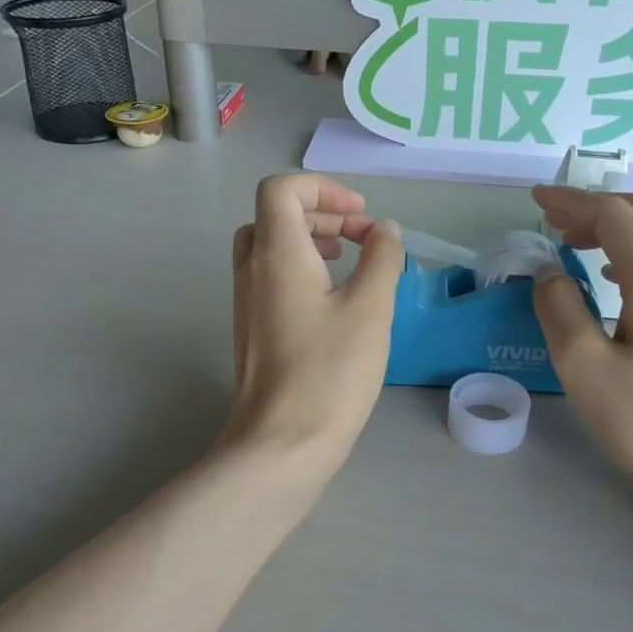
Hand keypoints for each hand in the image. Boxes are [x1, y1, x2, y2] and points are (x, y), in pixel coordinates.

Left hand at [224, 174, 403, 468]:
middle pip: (274, 215)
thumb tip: (385, 231)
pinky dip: (301, 270)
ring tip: (350, 260)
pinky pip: (272, 278)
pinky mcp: (253, 330)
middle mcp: (252, 270)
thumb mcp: (370, 308)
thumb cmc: (330, 372)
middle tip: (363, 235)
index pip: (281, 189)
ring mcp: (247, 302)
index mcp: (276, 254)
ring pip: (270, 247)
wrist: (283, 443)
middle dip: (322, 213)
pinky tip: (335, 300)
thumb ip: (382, 258)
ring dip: (310, 241)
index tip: (360, 215)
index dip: (322, 188)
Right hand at [531, 186, 632, 516]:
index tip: (535, 202)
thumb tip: (549, 274)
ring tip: (574, 245)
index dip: (571, 201)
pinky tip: (611, 280)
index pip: (613, 214)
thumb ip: (559, 309)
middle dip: (597, 206)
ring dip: (617, 228)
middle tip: (555, 222)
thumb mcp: (585, 369)